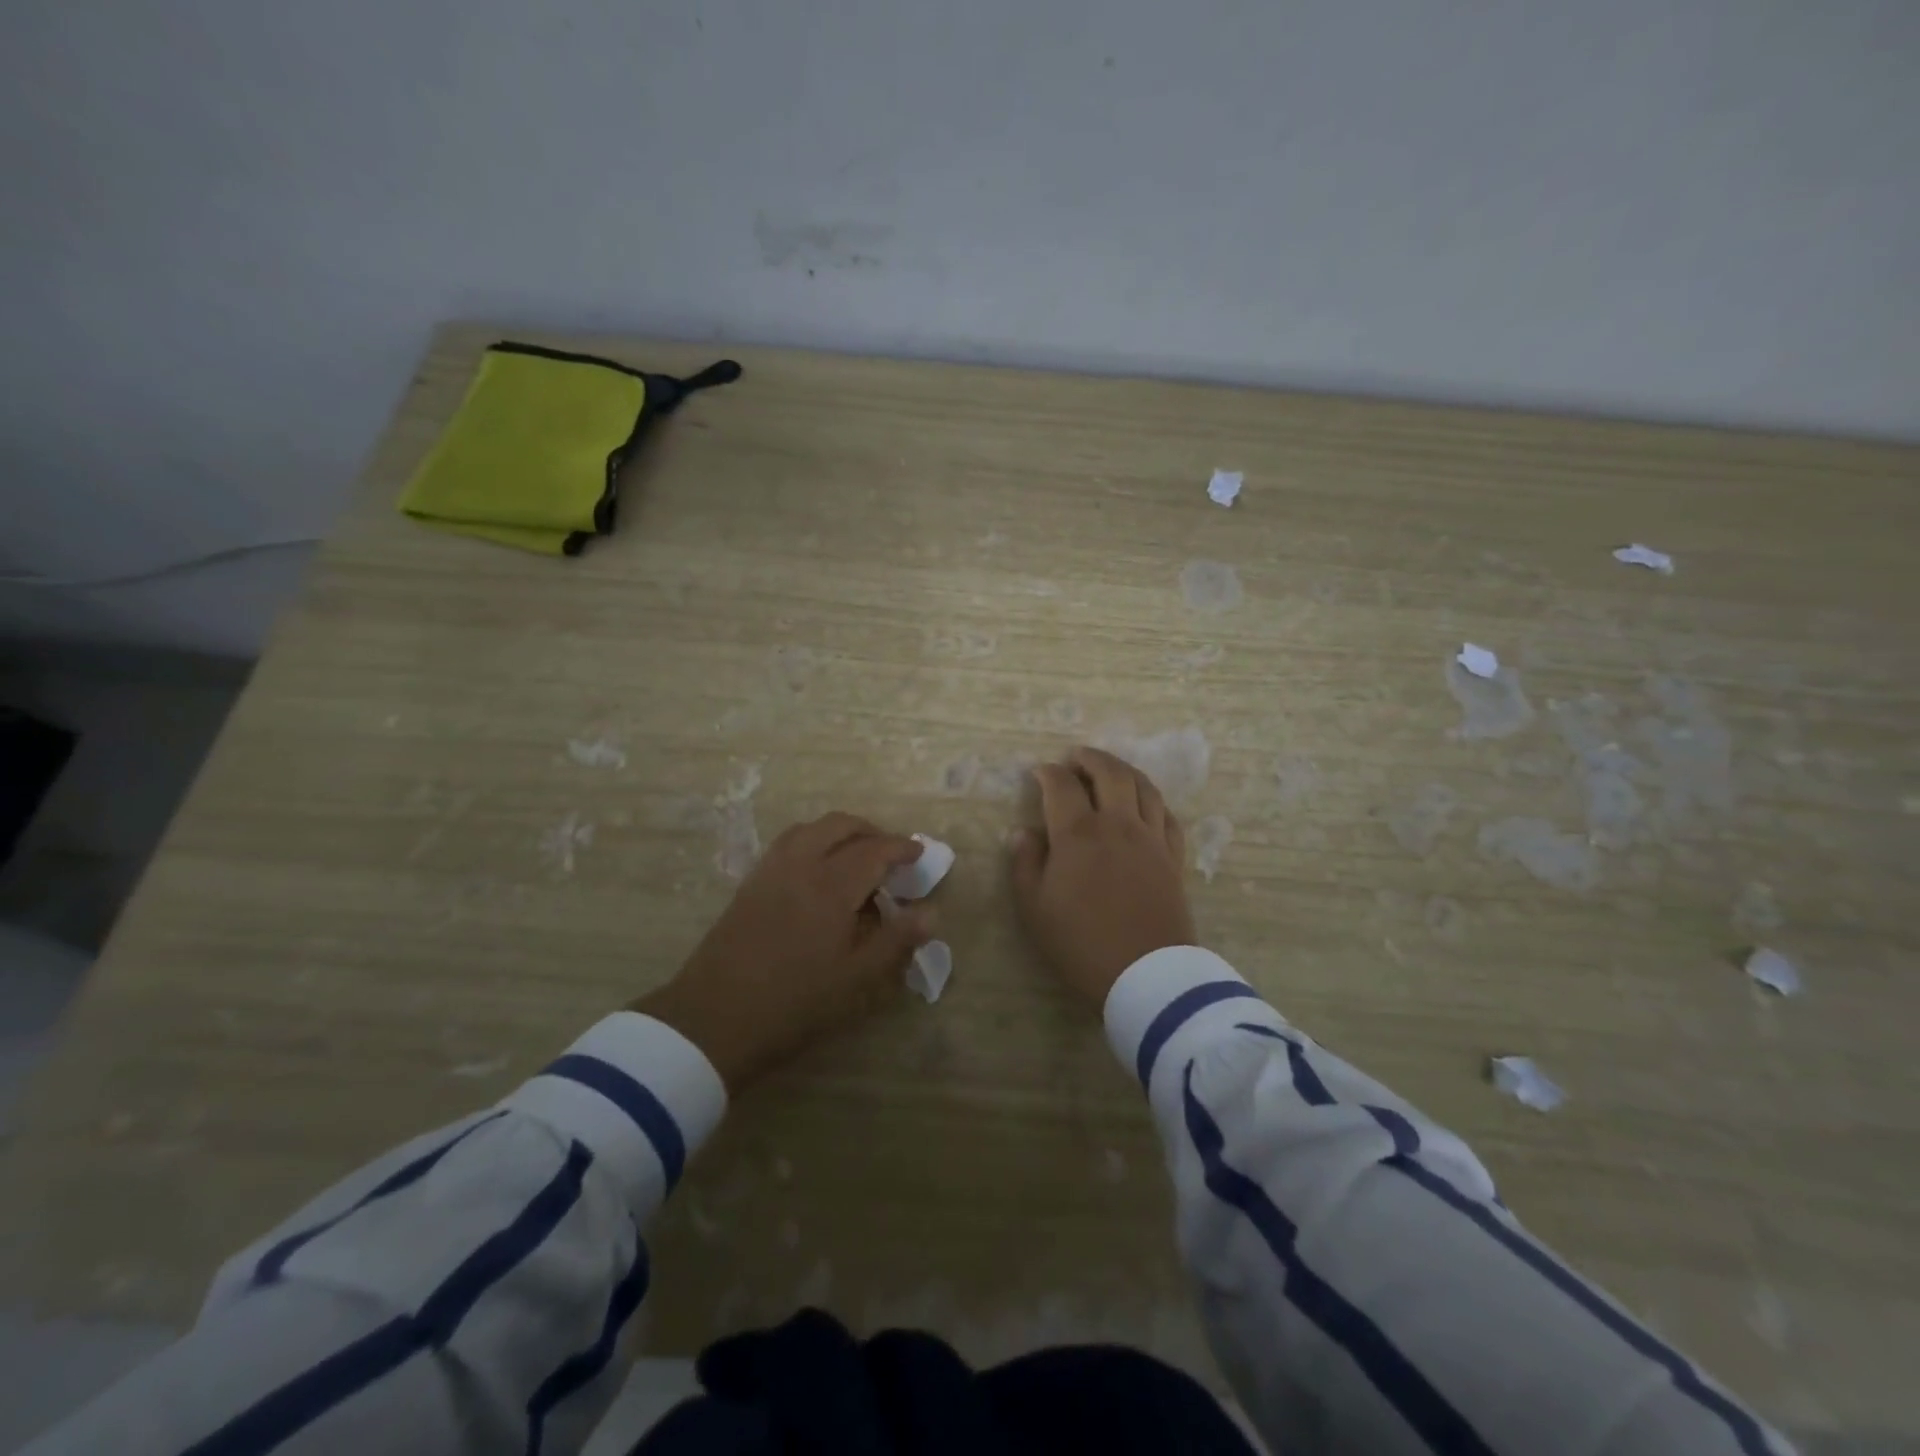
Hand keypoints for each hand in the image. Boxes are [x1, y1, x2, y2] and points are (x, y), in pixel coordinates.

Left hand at [634, 814, 931, 1090]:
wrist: (713, 1019)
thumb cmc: (794, 1003)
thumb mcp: (855, 979)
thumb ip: (895, 940)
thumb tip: (931, 913)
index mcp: (831, 885)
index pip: (874, 850)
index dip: (900, 848)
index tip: (919, 854)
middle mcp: (800, 865)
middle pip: (840, 826)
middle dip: (870, 831)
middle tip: (890, 854)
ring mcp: (770, 871)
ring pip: (810, 829)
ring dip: (839, 832)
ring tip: (855, 856)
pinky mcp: (749, 884)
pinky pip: (787, 844)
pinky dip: (812, 841)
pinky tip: (817, 872)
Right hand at [1010, 747, 1195, 1006]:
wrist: (1146, 975)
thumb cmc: (1081, 943)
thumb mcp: (1035, 908)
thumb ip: (1025, 864)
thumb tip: (1023, 832)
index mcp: (1078, 833)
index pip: (1062, 785)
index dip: (1048, 773)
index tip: (1039, 773)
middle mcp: (1118, 824)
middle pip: (1110, 772)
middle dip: (1089, 758)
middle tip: (1075, 758)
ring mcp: (1151, 838)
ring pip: (1144, 786)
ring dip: (1124, 770)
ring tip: (1110, 771)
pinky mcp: (1173, 857)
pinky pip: (1168, 815)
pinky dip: (1153, 801)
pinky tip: (1145, 805)